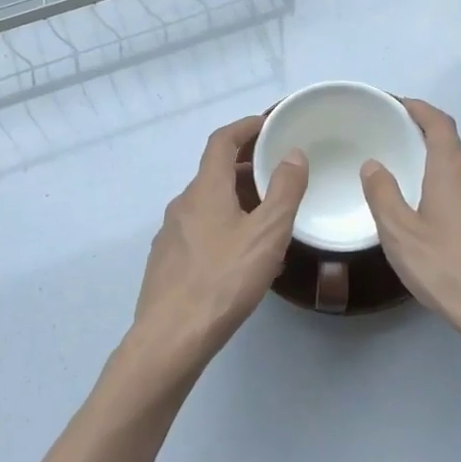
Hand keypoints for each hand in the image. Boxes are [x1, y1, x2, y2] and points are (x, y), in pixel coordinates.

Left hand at [131, 114, 308, 371]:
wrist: (172, 337)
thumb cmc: (224, 279)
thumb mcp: (267, 233)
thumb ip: (284, 191)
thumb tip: (293, 154)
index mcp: (205, 190)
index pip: (222, 141)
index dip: (245, 127)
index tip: (268, 124)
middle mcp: (183, 204)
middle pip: (215, 172)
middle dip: (247, 167)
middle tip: (279, 173)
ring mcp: (171, 234)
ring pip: (208, 204)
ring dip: (237, 199)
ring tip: (268, 216)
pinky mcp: (167, 261)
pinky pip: (200, 230)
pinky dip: (224, 225)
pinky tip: (243, 255)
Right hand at [361, 100, 460, 363]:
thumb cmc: (448, 268)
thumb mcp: (400, 234)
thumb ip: (383, 195)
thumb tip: (374, 164)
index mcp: (454, 171)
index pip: (440, 124)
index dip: (421, 109)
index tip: (403, 105)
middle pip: (454, 152)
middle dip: (429, 149)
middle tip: (402, 157)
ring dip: (446, 179)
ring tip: (422, 198)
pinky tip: (449, 232)